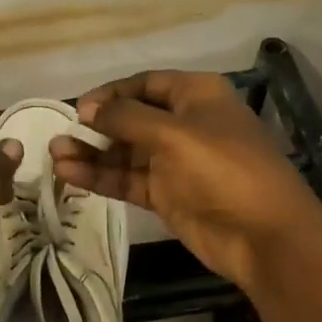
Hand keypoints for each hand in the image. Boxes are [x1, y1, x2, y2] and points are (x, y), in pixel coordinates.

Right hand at [49, 71, 321, 291]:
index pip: (144, 84)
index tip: (80, 109)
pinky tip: (70, 175)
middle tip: (60, 136)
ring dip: (92, 153)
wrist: (265, 236)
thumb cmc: (223, 169)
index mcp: (196, 96)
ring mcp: (175, 161)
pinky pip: (127, 178)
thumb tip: (88, 109)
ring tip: (55, 157)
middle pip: (130, 118)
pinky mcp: (167, 194)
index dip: (110, 94)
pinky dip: (101, 176)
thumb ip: (126, 118)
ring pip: (124, 151)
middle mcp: (184, 123)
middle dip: (95, 127)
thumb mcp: (173, 134)